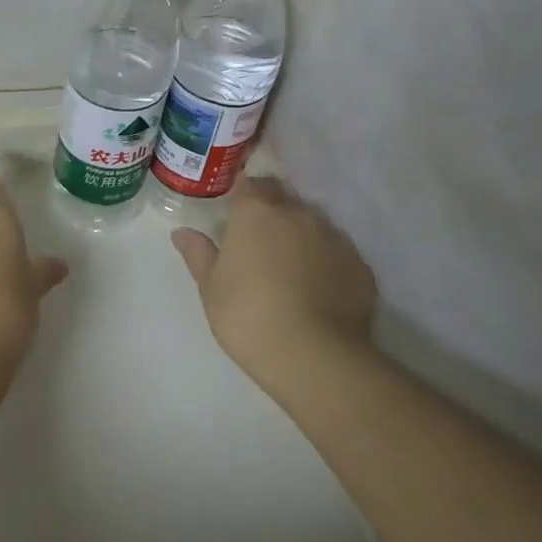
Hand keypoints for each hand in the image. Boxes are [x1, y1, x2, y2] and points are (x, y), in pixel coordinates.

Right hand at [172, 176, 376, 387]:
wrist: (315, 357)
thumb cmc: (248, 315)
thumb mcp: (210, 287)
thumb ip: (198, 253)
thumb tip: (181, 232)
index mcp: (257, 211)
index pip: (251, 184)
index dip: (244, 198)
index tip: (237, 218)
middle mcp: (298, 214)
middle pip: (285, 202)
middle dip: (274, 216)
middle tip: (260, 247)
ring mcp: (335, 238)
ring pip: (314, 228)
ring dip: (302, 240)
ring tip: (292, 274)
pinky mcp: (361, 267)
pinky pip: (338, 257)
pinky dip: (328, 267)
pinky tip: (320, 295)